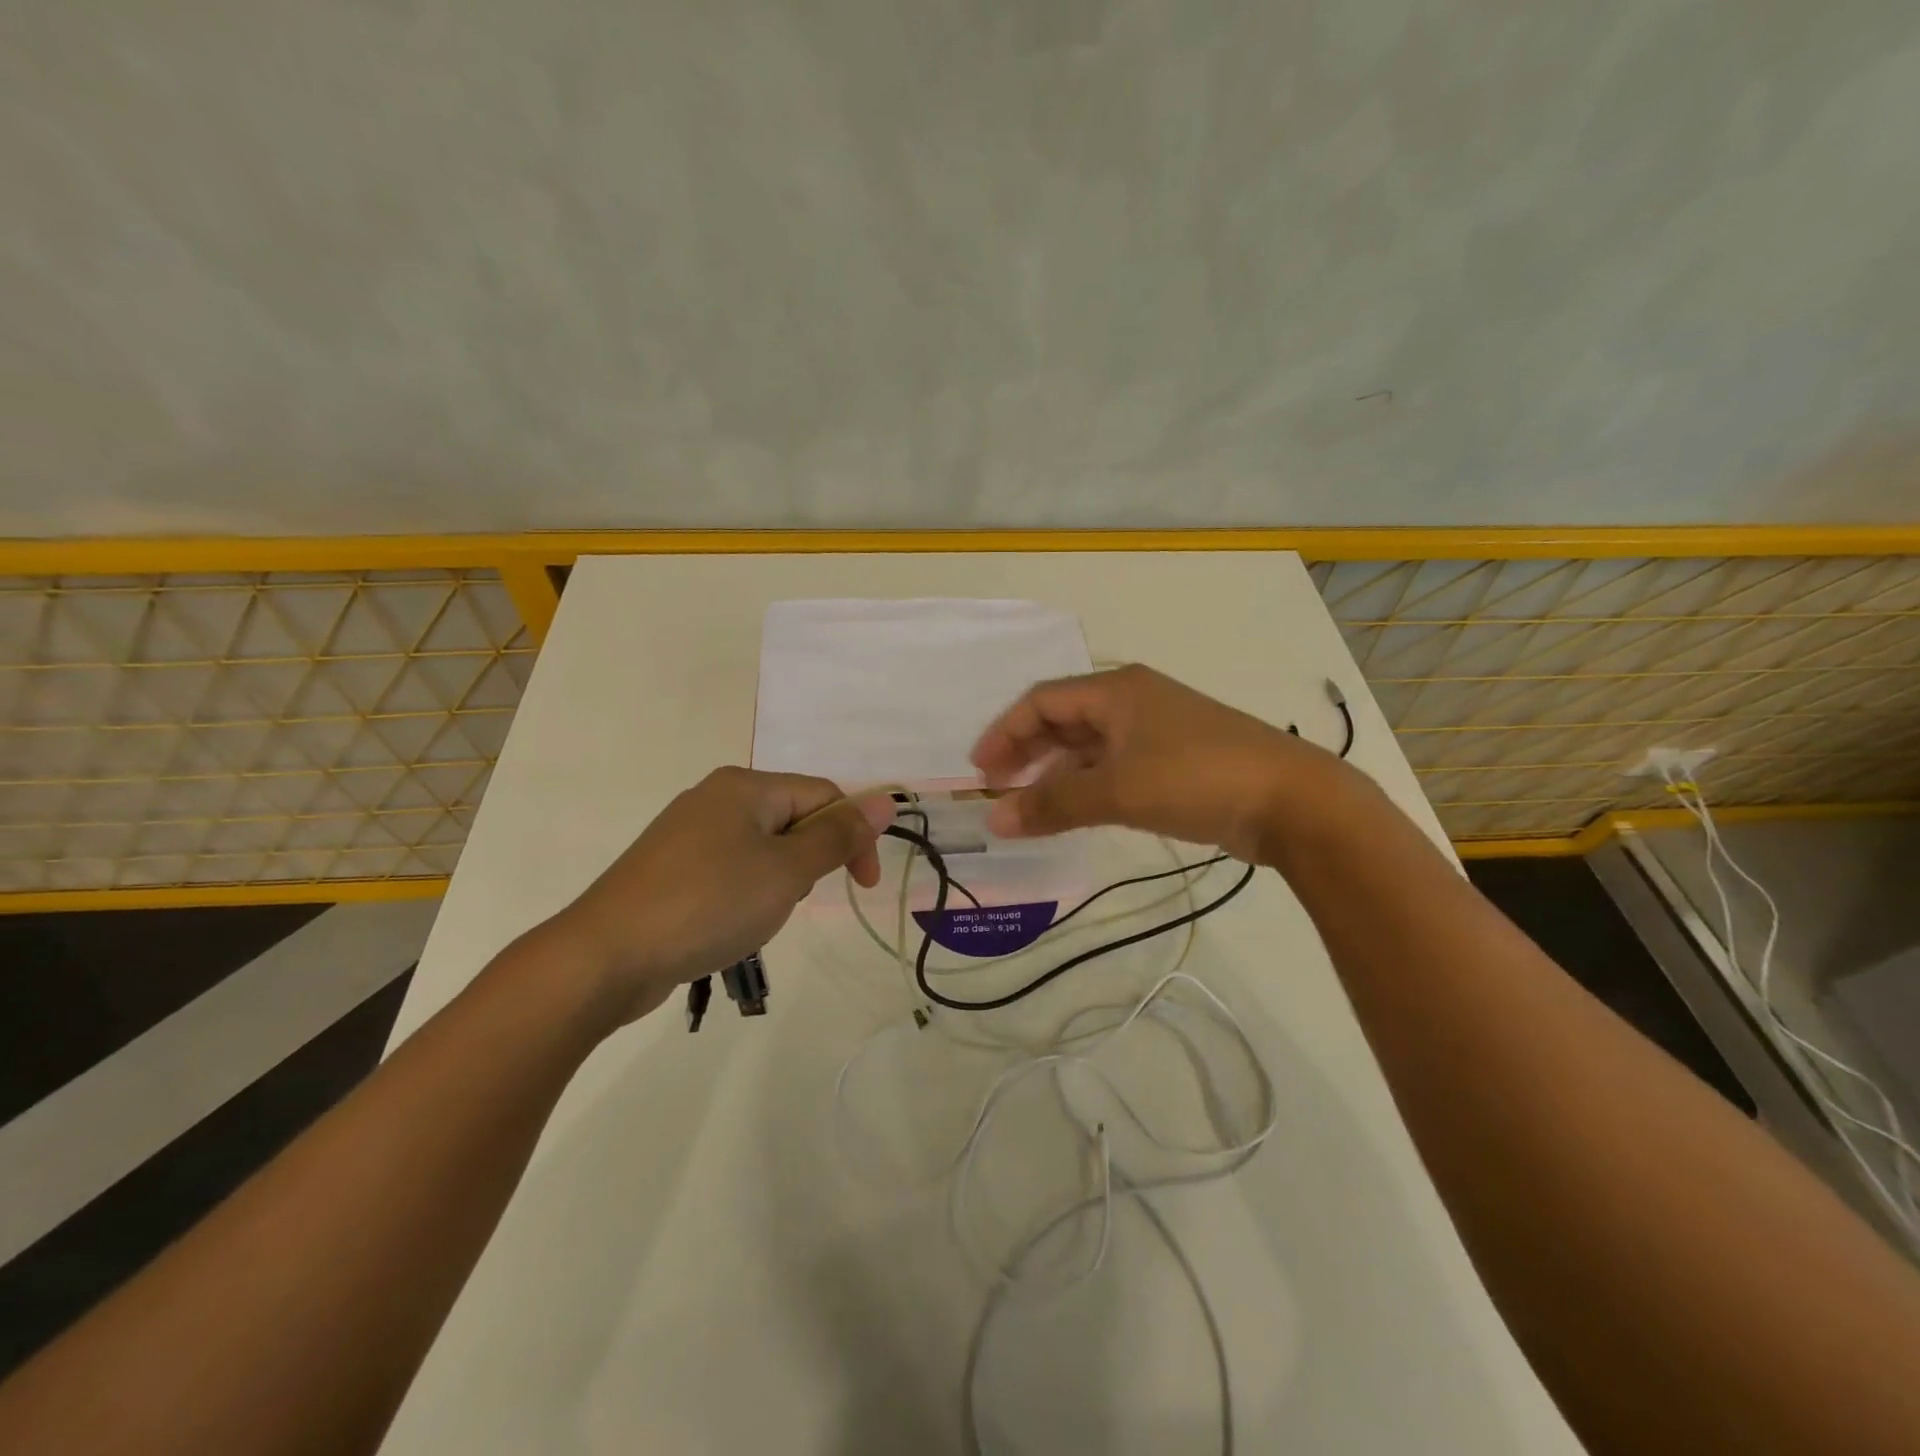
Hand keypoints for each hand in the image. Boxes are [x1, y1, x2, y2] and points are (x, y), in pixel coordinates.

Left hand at [541, 768, 895, 1023]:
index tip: (862, 886)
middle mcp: (716, 797)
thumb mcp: (787, 871)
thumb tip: (887, 799)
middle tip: (795, 902)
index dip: (853, 836)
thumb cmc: (708, 904)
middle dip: (810, 860)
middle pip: (792, 818)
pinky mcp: (670, 867)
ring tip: (758, 917)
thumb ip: (839, 836)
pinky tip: (730, 924)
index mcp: (745, 786)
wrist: (605, 957)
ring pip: (763, 847)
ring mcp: (687, 832)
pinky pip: (730, 868)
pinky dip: (746, 892)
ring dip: (780, 880)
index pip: (823, 796)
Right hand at [970, 664, 1342, 864]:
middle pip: (1063, 720)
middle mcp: (1133, 701)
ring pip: (1089, 746)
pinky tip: (1073, 811)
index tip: (979, 770)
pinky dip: (1087, 786)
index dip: (1004, 732)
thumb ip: (1052, 804)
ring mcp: (1156, 731)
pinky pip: (1114, 766)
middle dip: (1026, 752)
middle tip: (997, 788)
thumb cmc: (1197, 778)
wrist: (1293, 801)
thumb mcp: (1117, 790)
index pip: (1042, 701)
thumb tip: (994, 820)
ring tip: (1028, 806)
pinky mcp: (1175, 761)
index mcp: (1116, 690)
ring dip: (1055, 773)